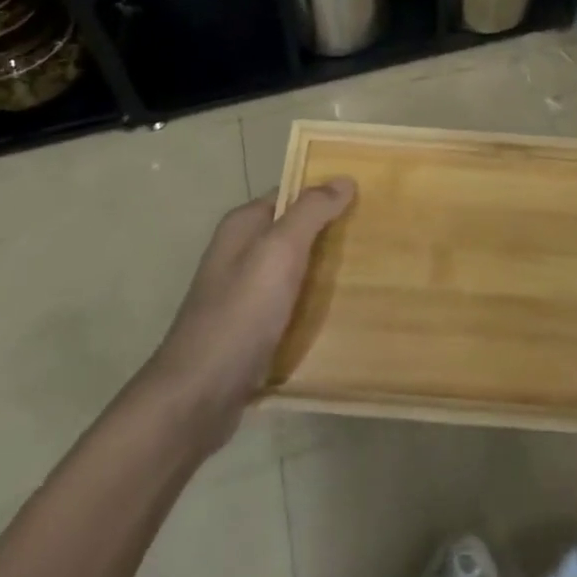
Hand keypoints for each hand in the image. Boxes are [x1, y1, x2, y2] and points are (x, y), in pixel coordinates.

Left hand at [149, 178, 354, 450]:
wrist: (198, 398)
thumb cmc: (240, 314)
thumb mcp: (279, 251)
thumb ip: (310, 212)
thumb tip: (344, 179)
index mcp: (243, 226)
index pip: (292, 194)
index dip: (327, 193)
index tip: (369, 198)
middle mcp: (241, 254)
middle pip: (296, 232)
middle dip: (333, 233)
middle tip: (378, 236)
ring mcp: (245, 294)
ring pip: (297, 271)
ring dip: (328, 272)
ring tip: (372, 272)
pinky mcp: (253, 330)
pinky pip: (293, 306)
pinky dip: (315, 306)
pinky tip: (345, 312)